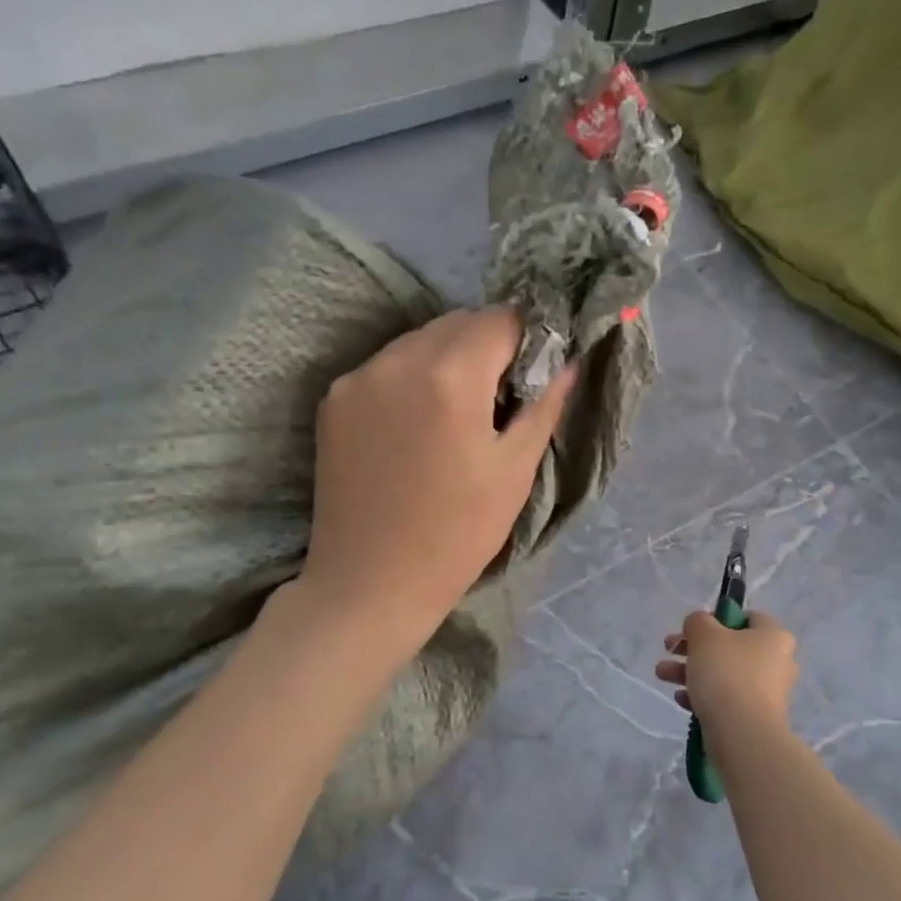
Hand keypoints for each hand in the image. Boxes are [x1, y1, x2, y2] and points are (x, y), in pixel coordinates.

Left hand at [300, 306, 575, 642]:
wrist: (371, 582)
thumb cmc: (457, 534)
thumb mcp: (514, 472)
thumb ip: (544, 406)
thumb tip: (567, 361)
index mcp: (451, 375)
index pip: (501, 318)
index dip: (527, 338)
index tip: (534, 374)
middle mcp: (398, 359)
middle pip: (457, 323)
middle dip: (487, 345)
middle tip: (500, 398)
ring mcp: (358, 377)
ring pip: (418, 341)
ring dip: (447, 359)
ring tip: (456, 414)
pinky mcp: (333, 401)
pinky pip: (386, 367)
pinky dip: (410, 379)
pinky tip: (416, 426)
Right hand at [656, 610, 798, 726]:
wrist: (742, 734)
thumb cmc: (727, 674)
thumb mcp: (705, 635)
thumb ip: (698, 621)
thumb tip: (699, 624)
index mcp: (774, 636)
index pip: (748, 617)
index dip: (717, 618)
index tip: (693, 629)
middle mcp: (777, 662)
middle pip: (730, 646)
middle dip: (693, 648)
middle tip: (669, 649)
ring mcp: (767, 692)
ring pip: (724, 673)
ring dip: (690, 671)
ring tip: (662, 675)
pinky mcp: (755, 717)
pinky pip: (726, 699)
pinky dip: (703, 695)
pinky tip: (681, 699)